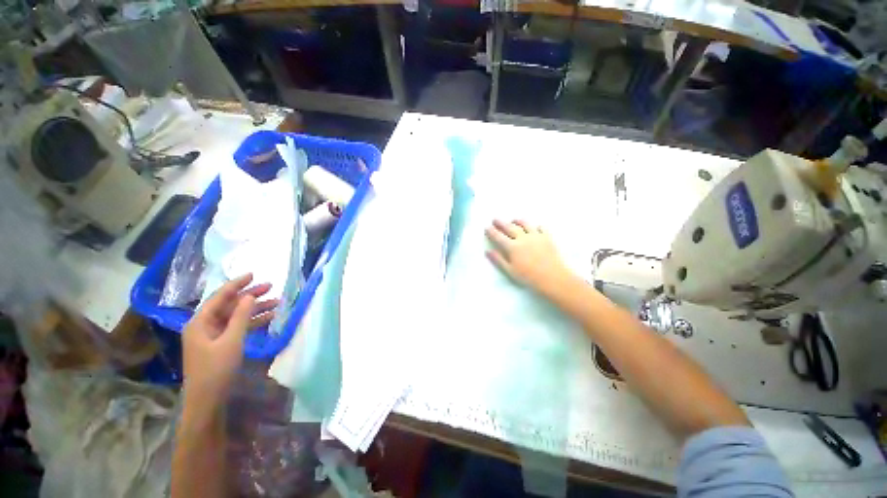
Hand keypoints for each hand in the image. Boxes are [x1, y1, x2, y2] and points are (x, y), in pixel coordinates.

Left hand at [182, 273, 276, 410]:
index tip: (253, 274)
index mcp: (200, 322)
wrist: (208, 400)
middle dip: (250, 296)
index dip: (237, 284)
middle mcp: (205, 325)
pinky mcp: (221, 344)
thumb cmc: (216, 369)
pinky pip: (238, 327)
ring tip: (277, 302)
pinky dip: (253, 322)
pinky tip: (269, 317)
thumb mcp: (231, 341)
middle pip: (230, 305)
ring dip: (255, 309)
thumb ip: (241, 317)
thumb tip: (250, 296)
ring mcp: (213, 335)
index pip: (220, 297)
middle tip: (271, 287)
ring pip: (236, 316)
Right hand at [485, 219, 571, 294]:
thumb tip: (488, 251)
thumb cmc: (529, 277)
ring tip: (513, 220)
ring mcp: (536, 236)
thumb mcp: (510, 271)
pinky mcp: (547, 237)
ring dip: (517, 221)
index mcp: (512, 247)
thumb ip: (498, 260)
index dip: (491, 231)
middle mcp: (523, 238)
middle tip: (495, 219)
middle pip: (510, 227)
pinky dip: (536, 226)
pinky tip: (535, 227)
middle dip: (501, 223)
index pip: (498, 237)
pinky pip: (541, 228)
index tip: (487, 227)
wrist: (553, 278)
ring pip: (525, 224)